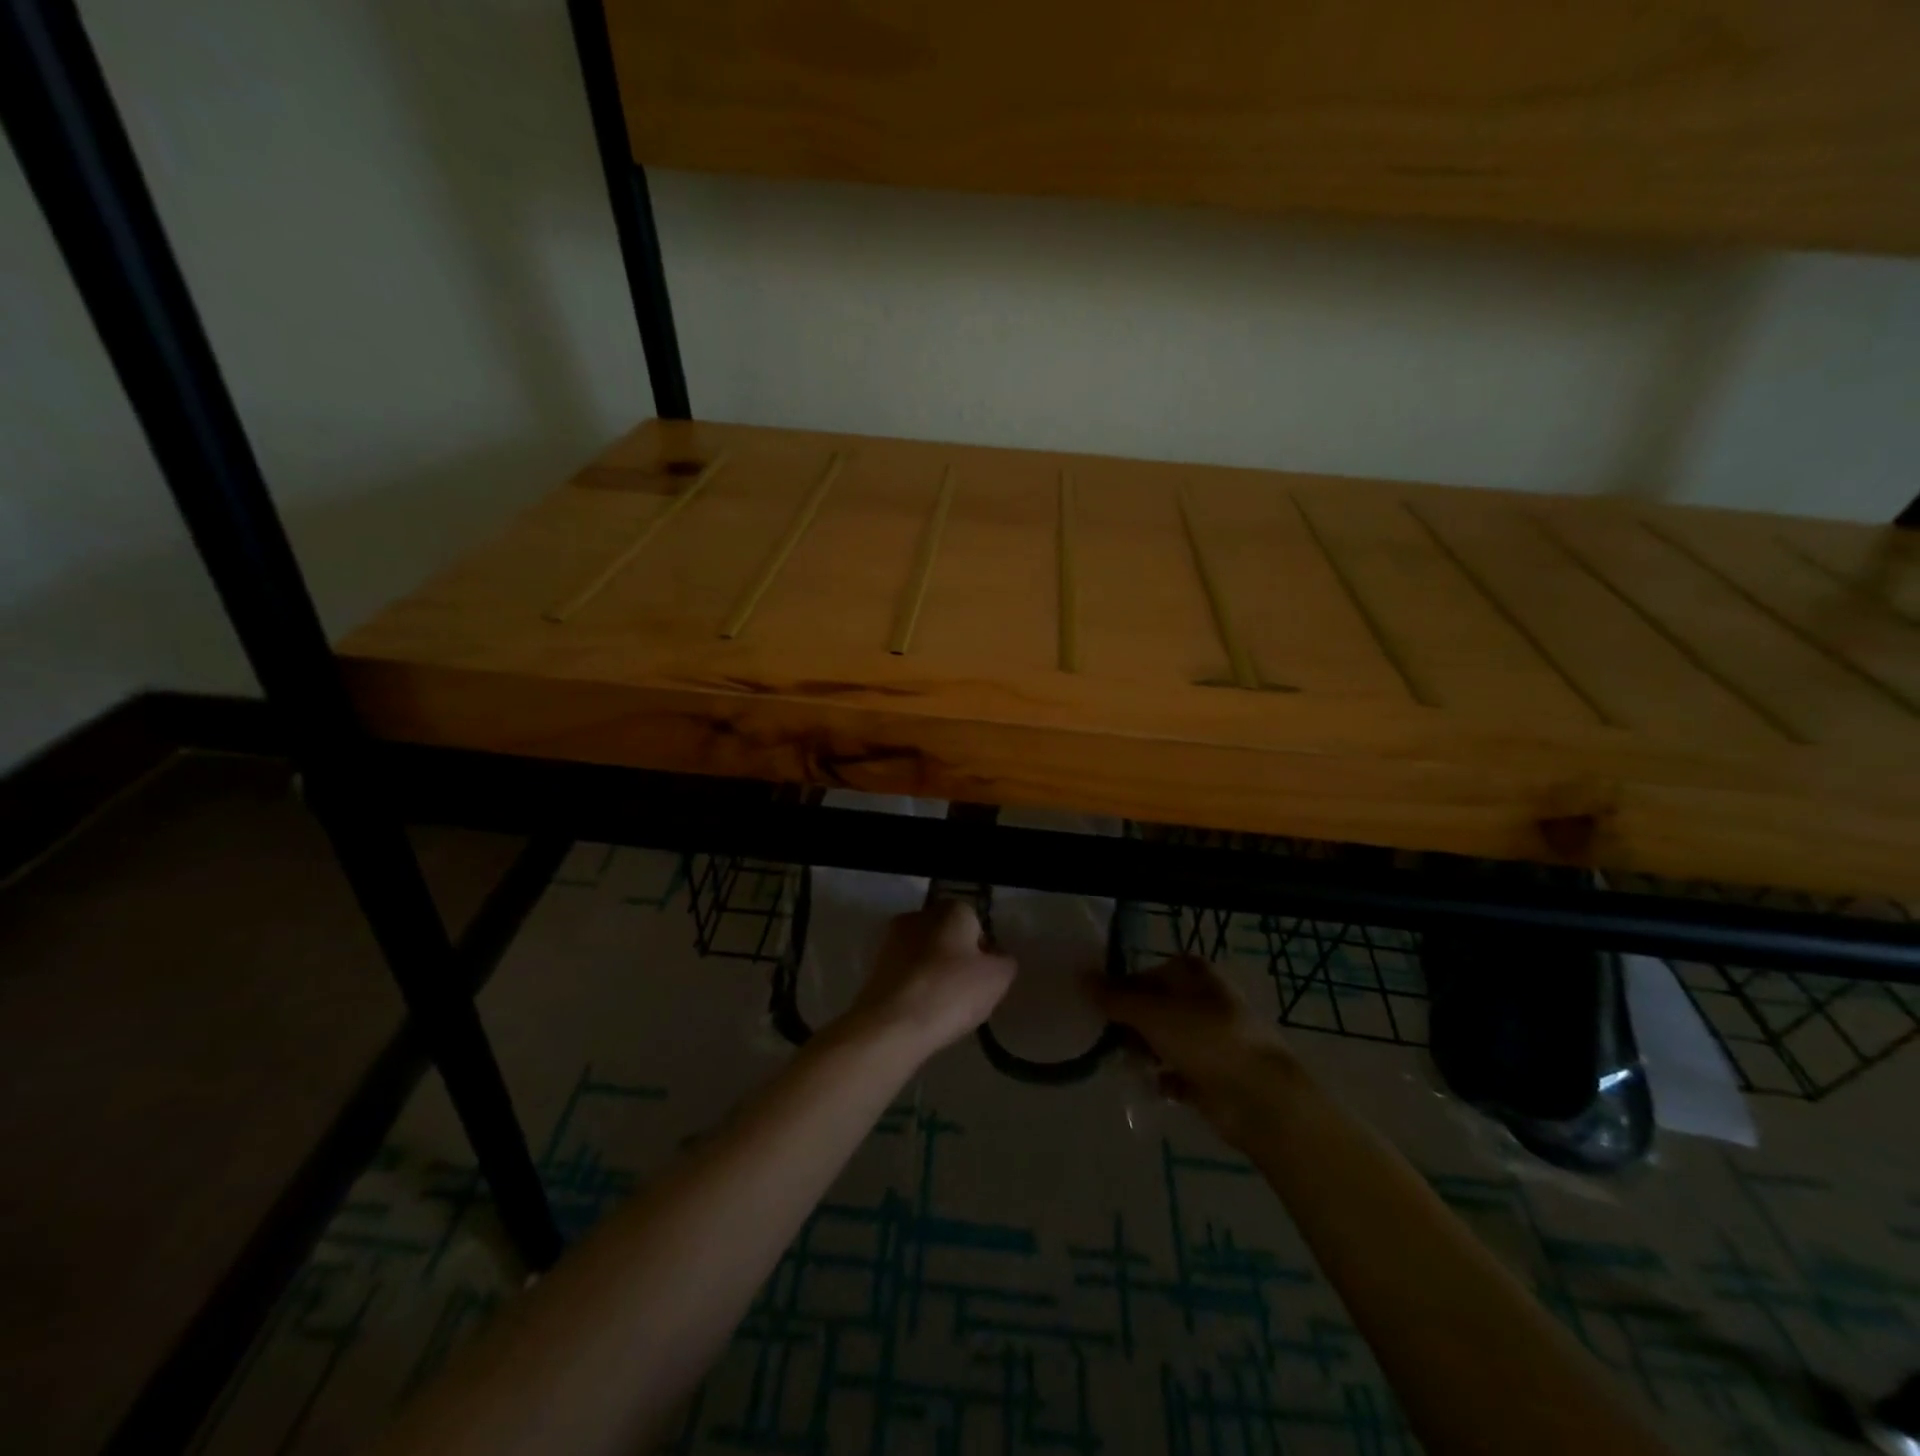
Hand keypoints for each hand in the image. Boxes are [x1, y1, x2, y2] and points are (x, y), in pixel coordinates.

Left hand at [841, 899, 1015, 1060]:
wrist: (892, 1024)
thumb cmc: (951, 992)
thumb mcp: (998, 978)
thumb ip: (1004, 961)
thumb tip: (997, 958)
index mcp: (951, 909)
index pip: (976, 924)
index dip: (983, 952)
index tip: (985, 979)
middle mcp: (919, 915)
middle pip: (947, 936)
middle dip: (956, 959)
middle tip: (966, 993)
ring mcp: (891, 939)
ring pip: (924, 954)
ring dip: (933, 973)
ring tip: (942, 1007)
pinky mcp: (873, 966)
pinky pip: (905, 973)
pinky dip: (914, 987)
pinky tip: (920, 1011)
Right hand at [1091, 956, 1297, 1143]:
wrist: (1260, 1099)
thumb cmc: (1206, 1040)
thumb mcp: (1152, 1012)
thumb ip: (1115, 997)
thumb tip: (1081, 978)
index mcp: (1195, 974)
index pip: (1148, 972)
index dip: (1123, 988)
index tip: (1101, 1008)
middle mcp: (1204, 1001)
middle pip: (1154, 1007)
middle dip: (1130, 1025)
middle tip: (1109, 1040)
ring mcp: (1210, 1039)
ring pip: (1163, 1040)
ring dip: (1143, 1052)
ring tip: (1127, 1066)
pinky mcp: (1211, 1075)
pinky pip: (1174, 1073)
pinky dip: (1160, 1078)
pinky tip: (1149, 1086)